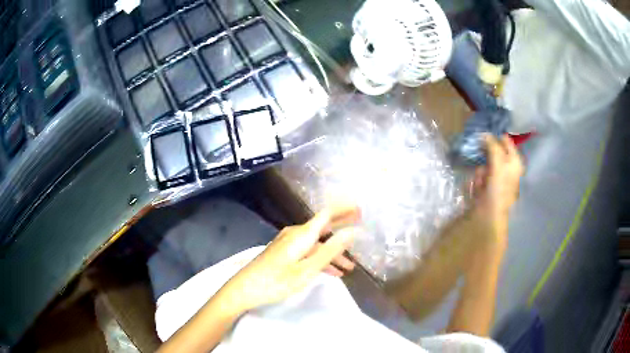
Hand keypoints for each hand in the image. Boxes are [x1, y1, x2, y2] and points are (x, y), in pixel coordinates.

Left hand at [219, 204, 360, 312]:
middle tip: (359, 226)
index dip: (344, 210)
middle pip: (322, 227)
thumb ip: (330, 251)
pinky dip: (319, 259)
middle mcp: (294, 234)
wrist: (243, 289)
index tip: (360, 209)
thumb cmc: (276, 281)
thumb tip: (351, 232)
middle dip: (341, 228)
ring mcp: (287, 243)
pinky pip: (306, 251)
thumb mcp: (307, 270)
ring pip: (315, 244)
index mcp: (301, 235)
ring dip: (332, 253)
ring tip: (348, 267)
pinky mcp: (282, 252)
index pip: (326, 214)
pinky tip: (329, 272)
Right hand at [471, 135, 523, 247]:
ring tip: (480, 185)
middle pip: (493, 153)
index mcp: (515, 162)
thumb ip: (493, 147)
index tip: (482, 136)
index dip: (495, 137)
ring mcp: (498, 178)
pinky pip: (480, 177)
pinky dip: (477, 182)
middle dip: (485, 160)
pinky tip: (478, 191)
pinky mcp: (488, 188)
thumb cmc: (498, 190)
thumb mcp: (498, 164)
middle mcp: (508, 168)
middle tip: (484, 169)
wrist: (490, 218)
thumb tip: (484, 133)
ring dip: (480, 173)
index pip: (505, 141)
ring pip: (484, 165)